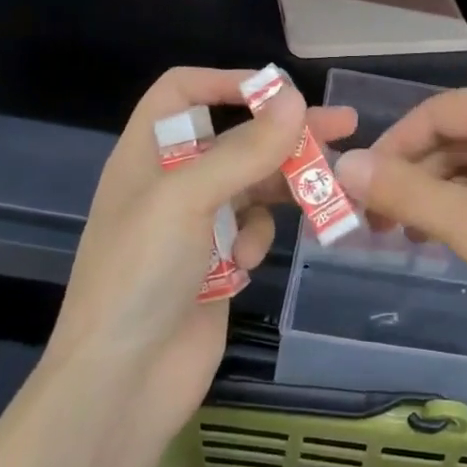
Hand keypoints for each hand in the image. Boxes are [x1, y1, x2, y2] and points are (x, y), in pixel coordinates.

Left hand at [47, 68, 356, 445]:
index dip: (225, 82)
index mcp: (147, 155)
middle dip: (284, 133)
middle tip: (345, 127)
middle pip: (234, 138)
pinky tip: (247, 263)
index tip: (277, 92)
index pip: (181, 93)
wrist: (121, 384)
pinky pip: (252, 230)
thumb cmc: (140, 276)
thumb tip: (295, 98)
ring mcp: (195, 226)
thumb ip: (244, 149)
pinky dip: (259, 238)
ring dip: (283, 188)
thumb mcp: (188, 200)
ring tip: (326, 192)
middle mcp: (171, 184)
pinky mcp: (216, 263)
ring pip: (253, 185)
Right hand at [334, 83, 466, 363]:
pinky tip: (454, 236)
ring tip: (410, 237)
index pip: (434, 113)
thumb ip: (404, 192)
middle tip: (378, 224)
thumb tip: (342, 166)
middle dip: (414, 177)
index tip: (358, 192)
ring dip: (441, 194)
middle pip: (457, 135)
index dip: (390, 150)